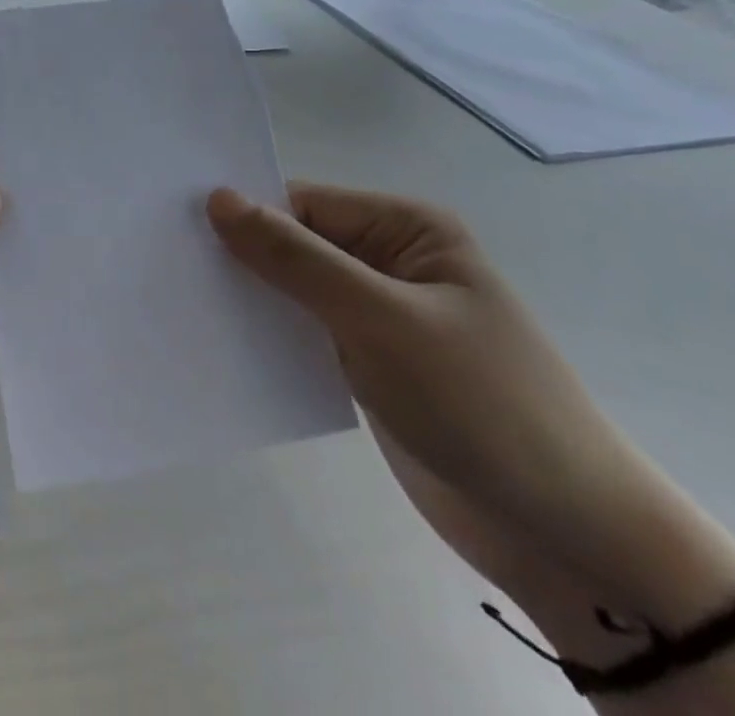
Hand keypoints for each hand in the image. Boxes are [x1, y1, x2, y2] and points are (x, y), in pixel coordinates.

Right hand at [205, 182, 734, 631]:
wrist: (568, 536)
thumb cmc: (480, 403)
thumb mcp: (380, 319)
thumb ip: (295, 258)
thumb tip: (217, 198)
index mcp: (406, 229)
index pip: (303, 204)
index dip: (243, 214)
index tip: (176, 229)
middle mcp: (390, 261)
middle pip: (296, 244)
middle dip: (241, 256)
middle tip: (167, 264)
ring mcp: (380, 315)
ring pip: (295, 290)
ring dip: (251, 298)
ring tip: (180, 302)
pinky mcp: (370, 364)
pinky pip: (306, 334)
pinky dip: (269, 335)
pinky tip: (221, 342)